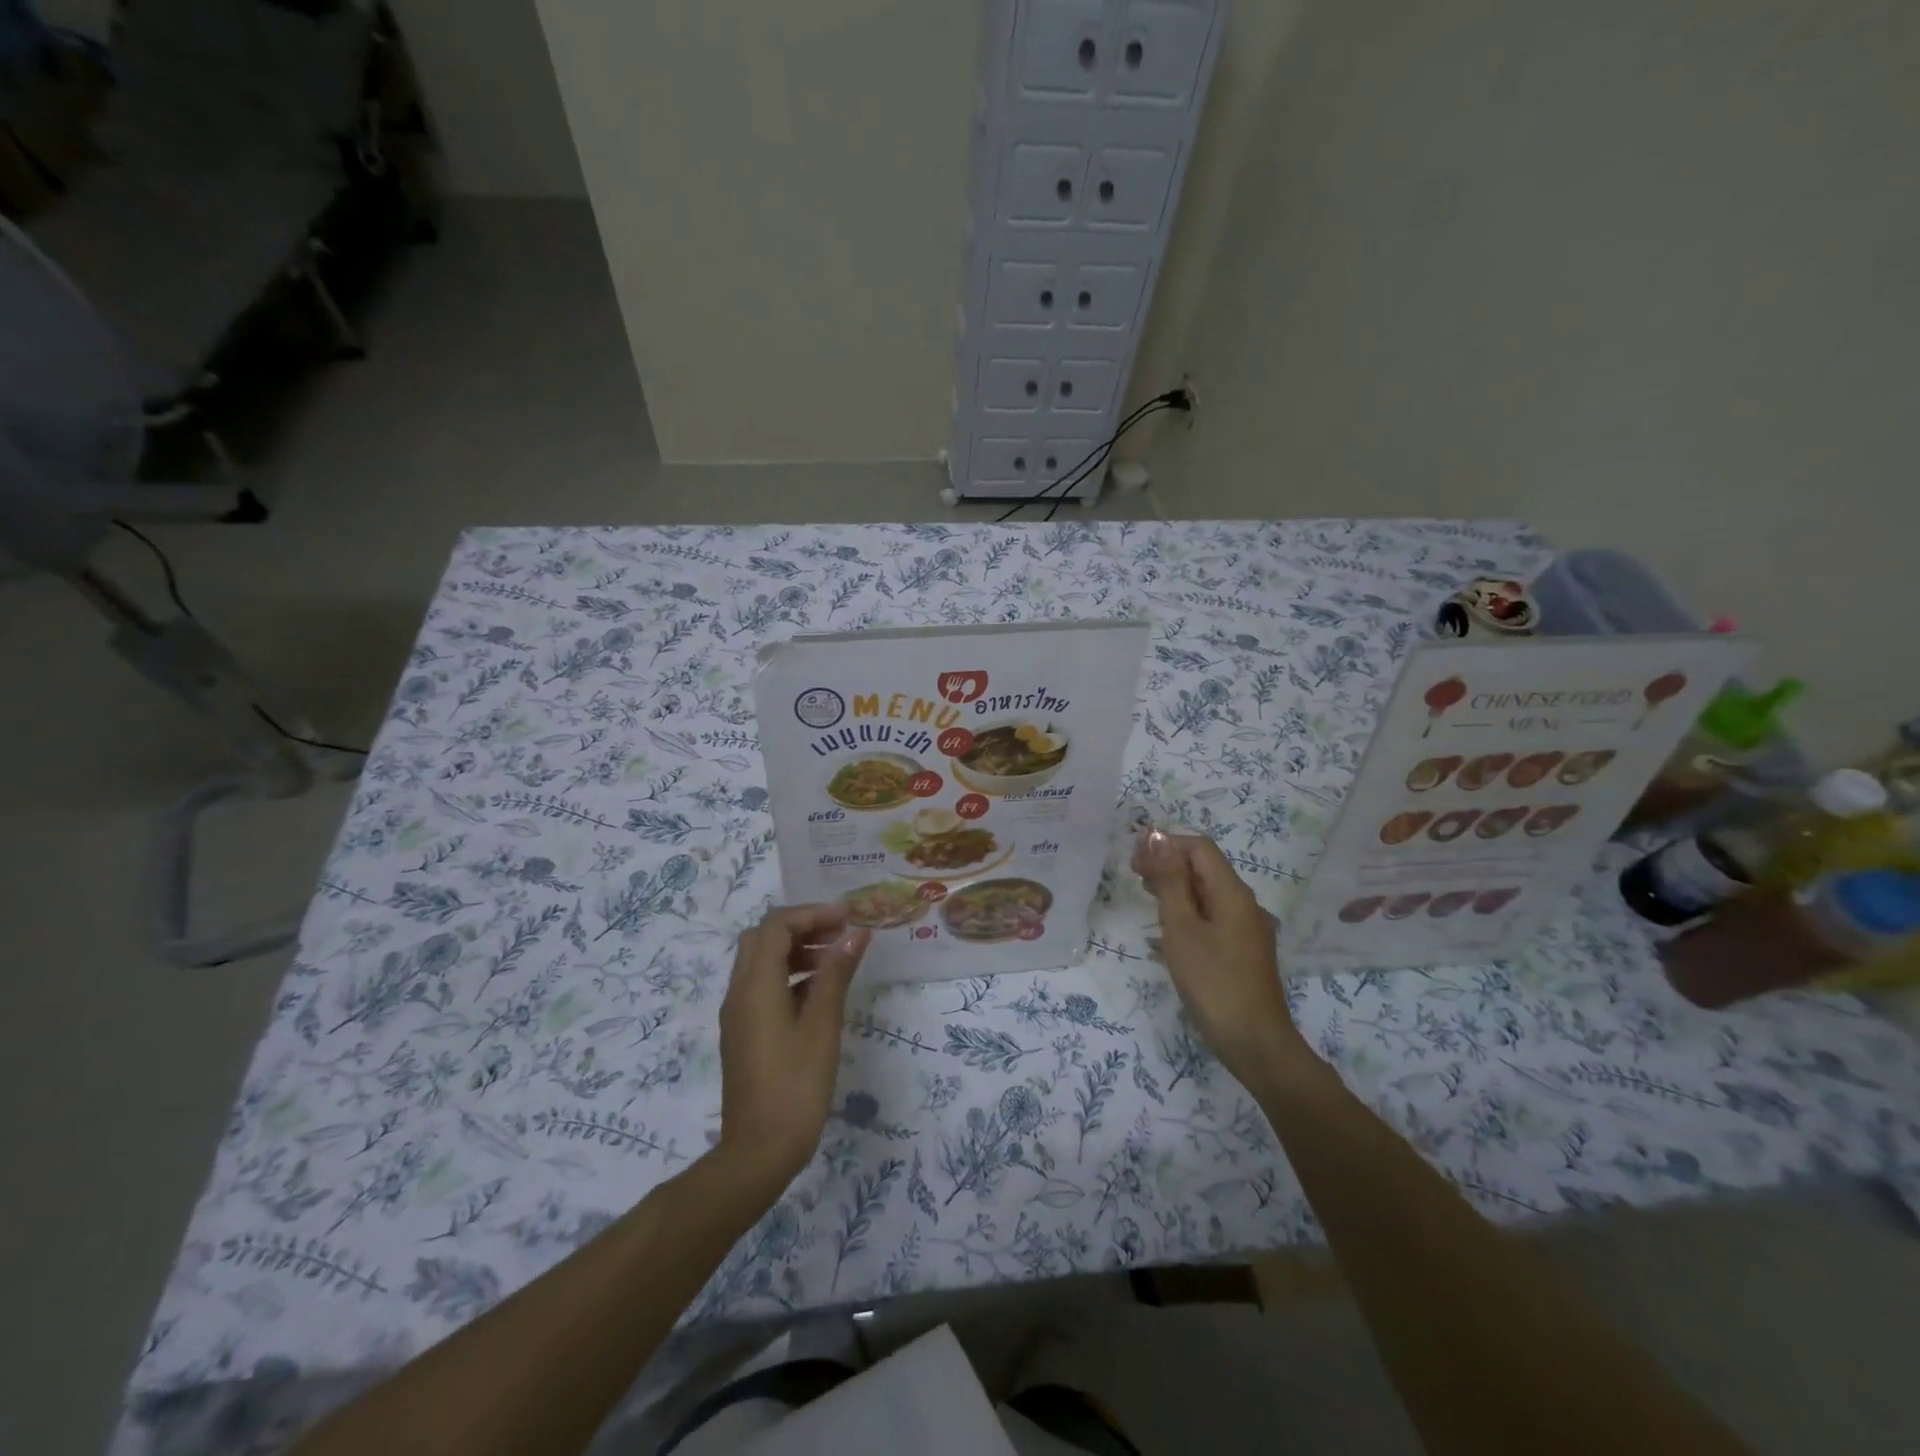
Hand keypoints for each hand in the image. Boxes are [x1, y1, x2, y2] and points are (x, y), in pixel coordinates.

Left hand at [717, 905, 869, 1185]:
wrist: (758, 1152)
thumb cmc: (796, 1085)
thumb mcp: (823, 1025)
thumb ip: (836, 973)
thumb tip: (855, 933)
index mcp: (755, 985)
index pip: (777, 925)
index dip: (812, 914)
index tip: (847, 920)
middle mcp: (739, 992)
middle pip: (762, 938)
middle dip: (801, 927)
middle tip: (838, 935)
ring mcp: (738, 1014)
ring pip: (760, 962)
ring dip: (794, 950)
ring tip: (834, 960)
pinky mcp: (743, 1033)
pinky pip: (761, 987)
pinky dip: (788, 975)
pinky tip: (818, 993)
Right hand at [1132, 831, 1306, 1082]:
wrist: (1256, 1043)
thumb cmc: (1213, 982)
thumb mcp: (1181, 928)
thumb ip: (1170, 882)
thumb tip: (1158, 838)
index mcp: (1233, 893)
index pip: (1200, 848)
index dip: (1167, 843)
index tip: (1134, 856)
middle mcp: (1246, 904)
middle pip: (1206, 868)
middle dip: (1170, 863)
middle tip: (1134, 874)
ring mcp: (1248, 928)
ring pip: (1209, 892)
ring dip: (1178, 886)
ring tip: (1146, 894)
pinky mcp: (1245, 950)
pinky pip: (1215, 915)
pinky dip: (1190, 909)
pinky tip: (1170, 927)